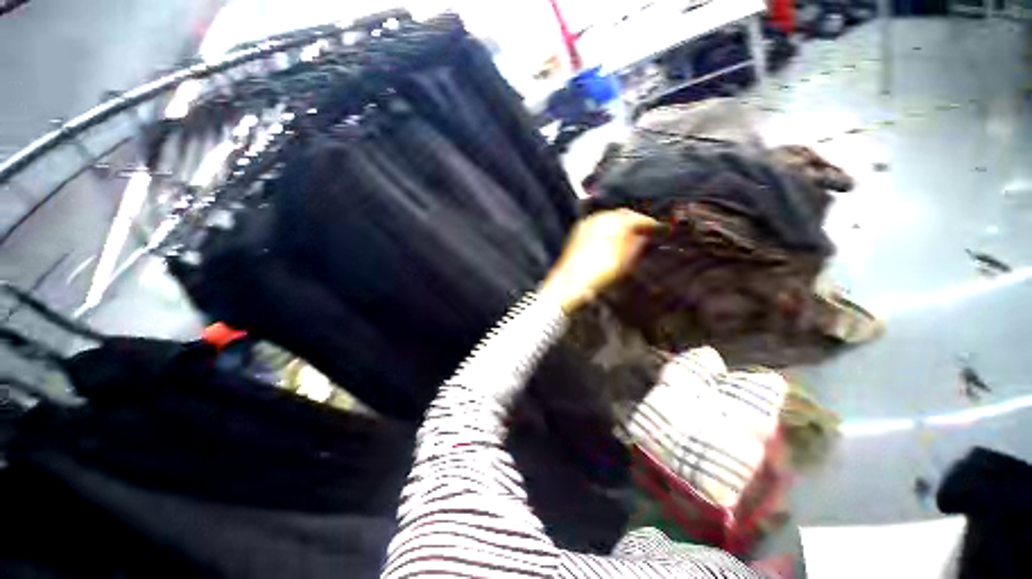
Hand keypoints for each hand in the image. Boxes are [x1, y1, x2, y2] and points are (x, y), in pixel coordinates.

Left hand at [541, 209, 659, 312]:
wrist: (570, 283)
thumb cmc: (598, 273)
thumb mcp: (625, 260)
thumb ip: (637, 243)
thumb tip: (644, 234)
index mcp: (614, 222)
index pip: (638, 217)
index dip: (651, 224)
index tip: (659, 229)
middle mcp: (599, 218)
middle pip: (623, 215)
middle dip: (635, 222)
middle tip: (646, 232)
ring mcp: (587, 224)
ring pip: (610, 219)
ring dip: (621, 225)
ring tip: (630, 236)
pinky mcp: (579, 232)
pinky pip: (599, 225)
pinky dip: (608, 229)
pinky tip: (612, 239)